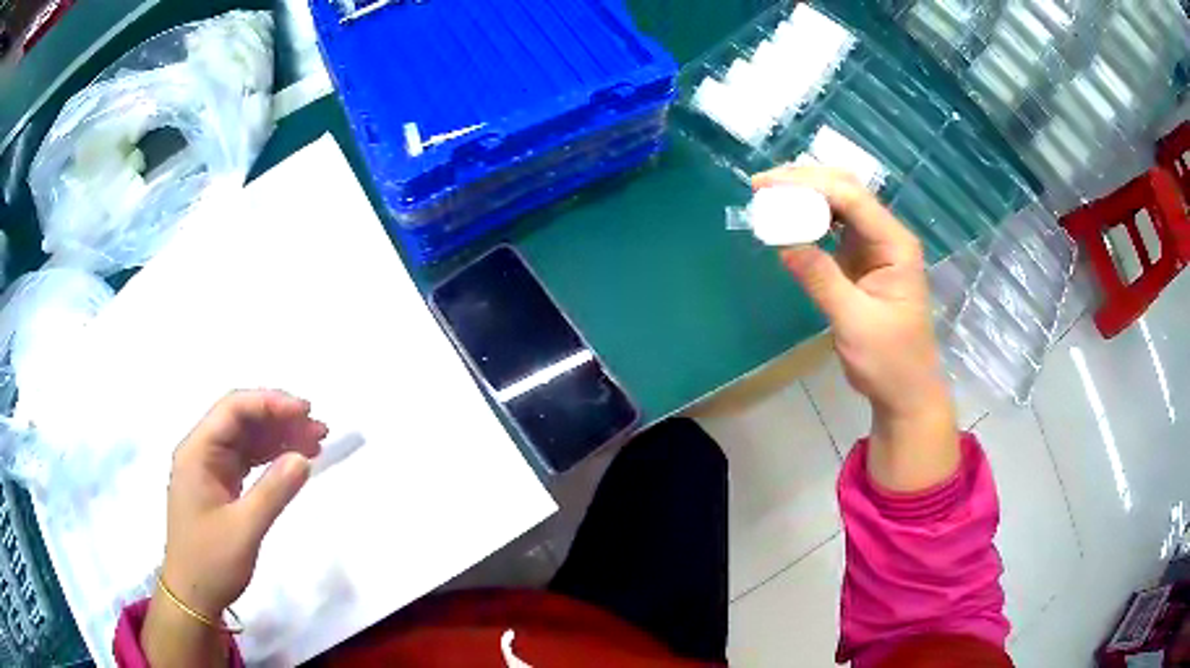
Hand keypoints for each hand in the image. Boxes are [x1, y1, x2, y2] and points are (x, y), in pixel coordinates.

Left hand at [142, 390, 324, 666]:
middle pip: (241, 419)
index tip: (306, 412)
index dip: (270, 403)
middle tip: (319, 429)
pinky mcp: (220, 484)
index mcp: (197, 452)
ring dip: (279, 437)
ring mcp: (210, 468)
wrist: (193, 595)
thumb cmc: (211, 561)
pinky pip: (247, 459)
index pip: (233, 409)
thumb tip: (303, 459)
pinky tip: (294, 462)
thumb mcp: (244, 529)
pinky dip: (271, 457)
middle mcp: (201, 451)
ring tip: (316, 443)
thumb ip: (273, 492)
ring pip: (247, 438)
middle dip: (280, 418)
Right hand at [753, 167, 957, 491]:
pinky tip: (787, 220)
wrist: (905, 391)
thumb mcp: (854, 322)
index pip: (852, 198)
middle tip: (761, 186)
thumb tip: (782, 241)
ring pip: (839, 204)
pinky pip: (833, 228)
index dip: (809, 184)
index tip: (767, 185)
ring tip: (768, 196)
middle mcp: (886, 236)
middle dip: (805, 181)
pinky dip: (809, 220)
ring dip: (805, 196)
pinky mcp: (860, 261)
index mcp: (895, 245)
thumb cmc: (889, 361)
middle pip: (846, 191)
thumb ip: (821, 279)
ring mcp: (874, 247)